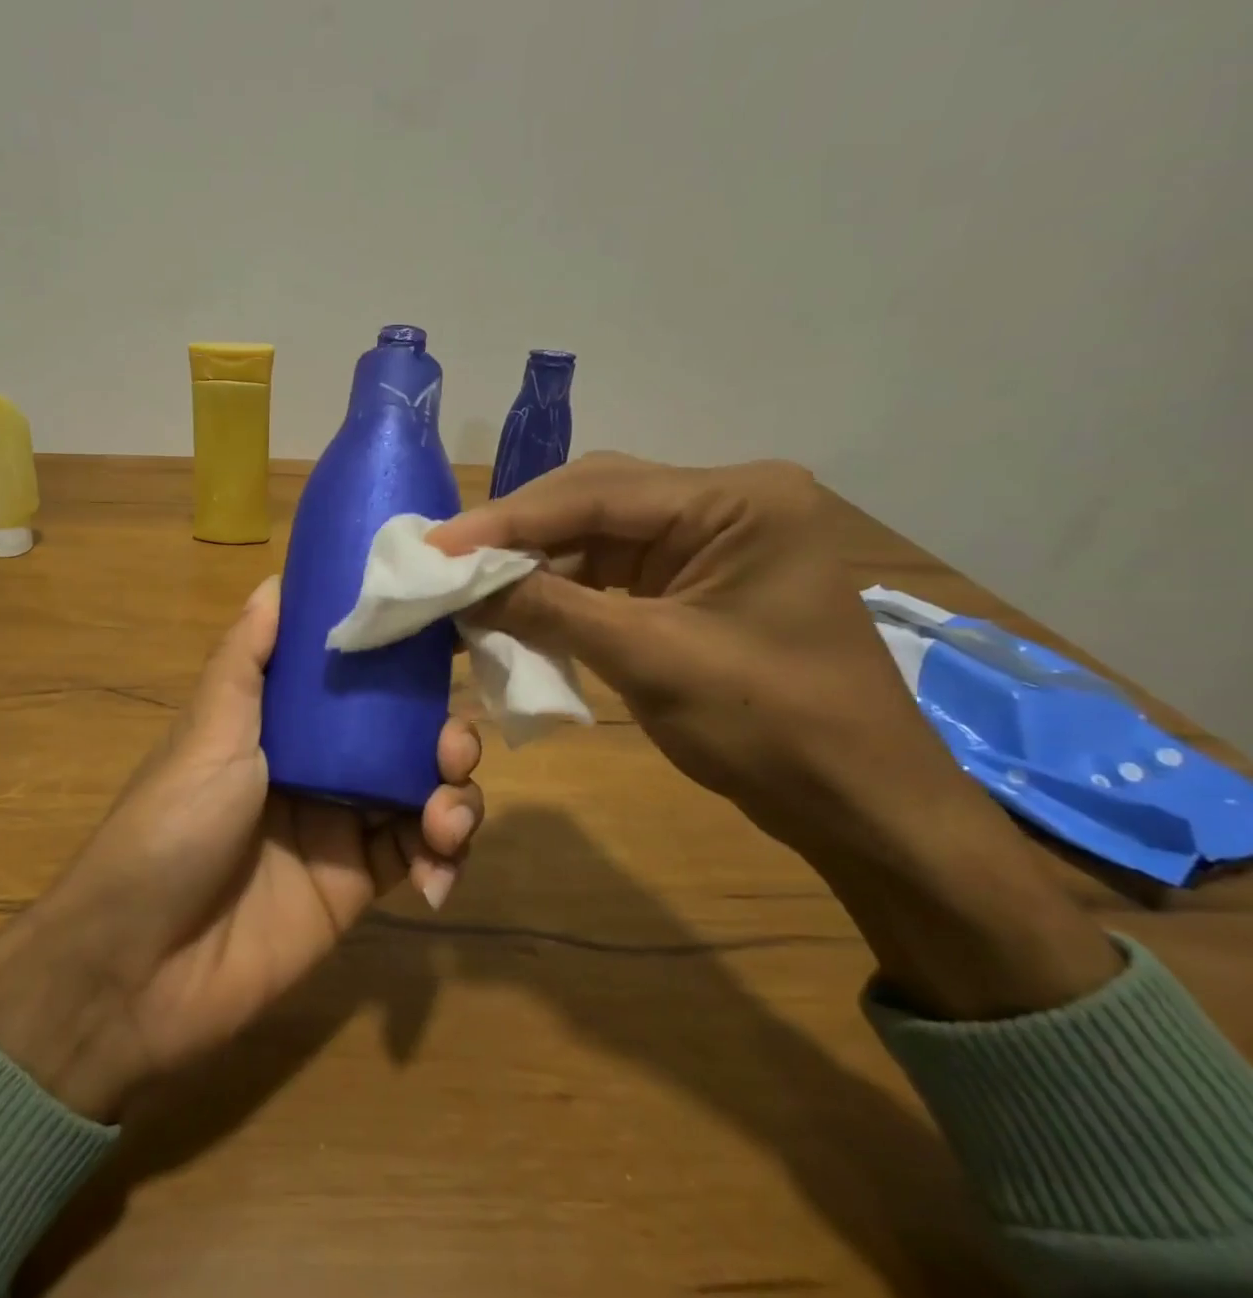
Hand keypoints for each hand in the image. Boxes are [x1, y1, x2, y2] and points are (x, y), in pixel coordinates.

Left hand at [0, 575, 483, 1117]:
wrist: (139, 967)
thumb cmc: (170, 828)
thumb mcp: (208, 733)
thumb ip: (246, 660)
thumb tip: (276, 579)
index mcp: (281, 721)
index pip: (353, 676)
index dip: (399, 656)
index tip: (447, 634)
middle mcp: (318, 764)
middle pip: (402, 733)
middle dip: (442, 731)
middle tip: (453, 746)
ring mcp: (341, 825)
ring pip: (422, 790)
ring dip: (455, 792)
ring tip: (448, 814)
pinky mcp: (358, 885)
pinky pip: (420, 855)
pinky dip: (444, 854)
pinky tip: (438, 868)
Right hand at [431, 453, 1119, 1019]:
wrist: (861, 805)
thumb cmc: (773, 729)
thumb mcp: (651, 660)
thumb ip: (551, 610)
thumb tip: (463, 586)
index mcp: (737, 501)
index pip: (596, 492)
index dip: (506, 520)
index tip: (435, 545)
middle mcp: (725, 502)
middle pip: (594, 499)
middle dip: (516, 533)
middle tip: (446, 560)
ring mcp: (711, 539)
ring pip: (596, 533)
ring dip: (534, 562)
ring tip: (469, 584)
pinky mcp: (695, 577)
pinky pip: (612, 569)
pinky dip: (562, 588)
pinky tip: (517, 604)